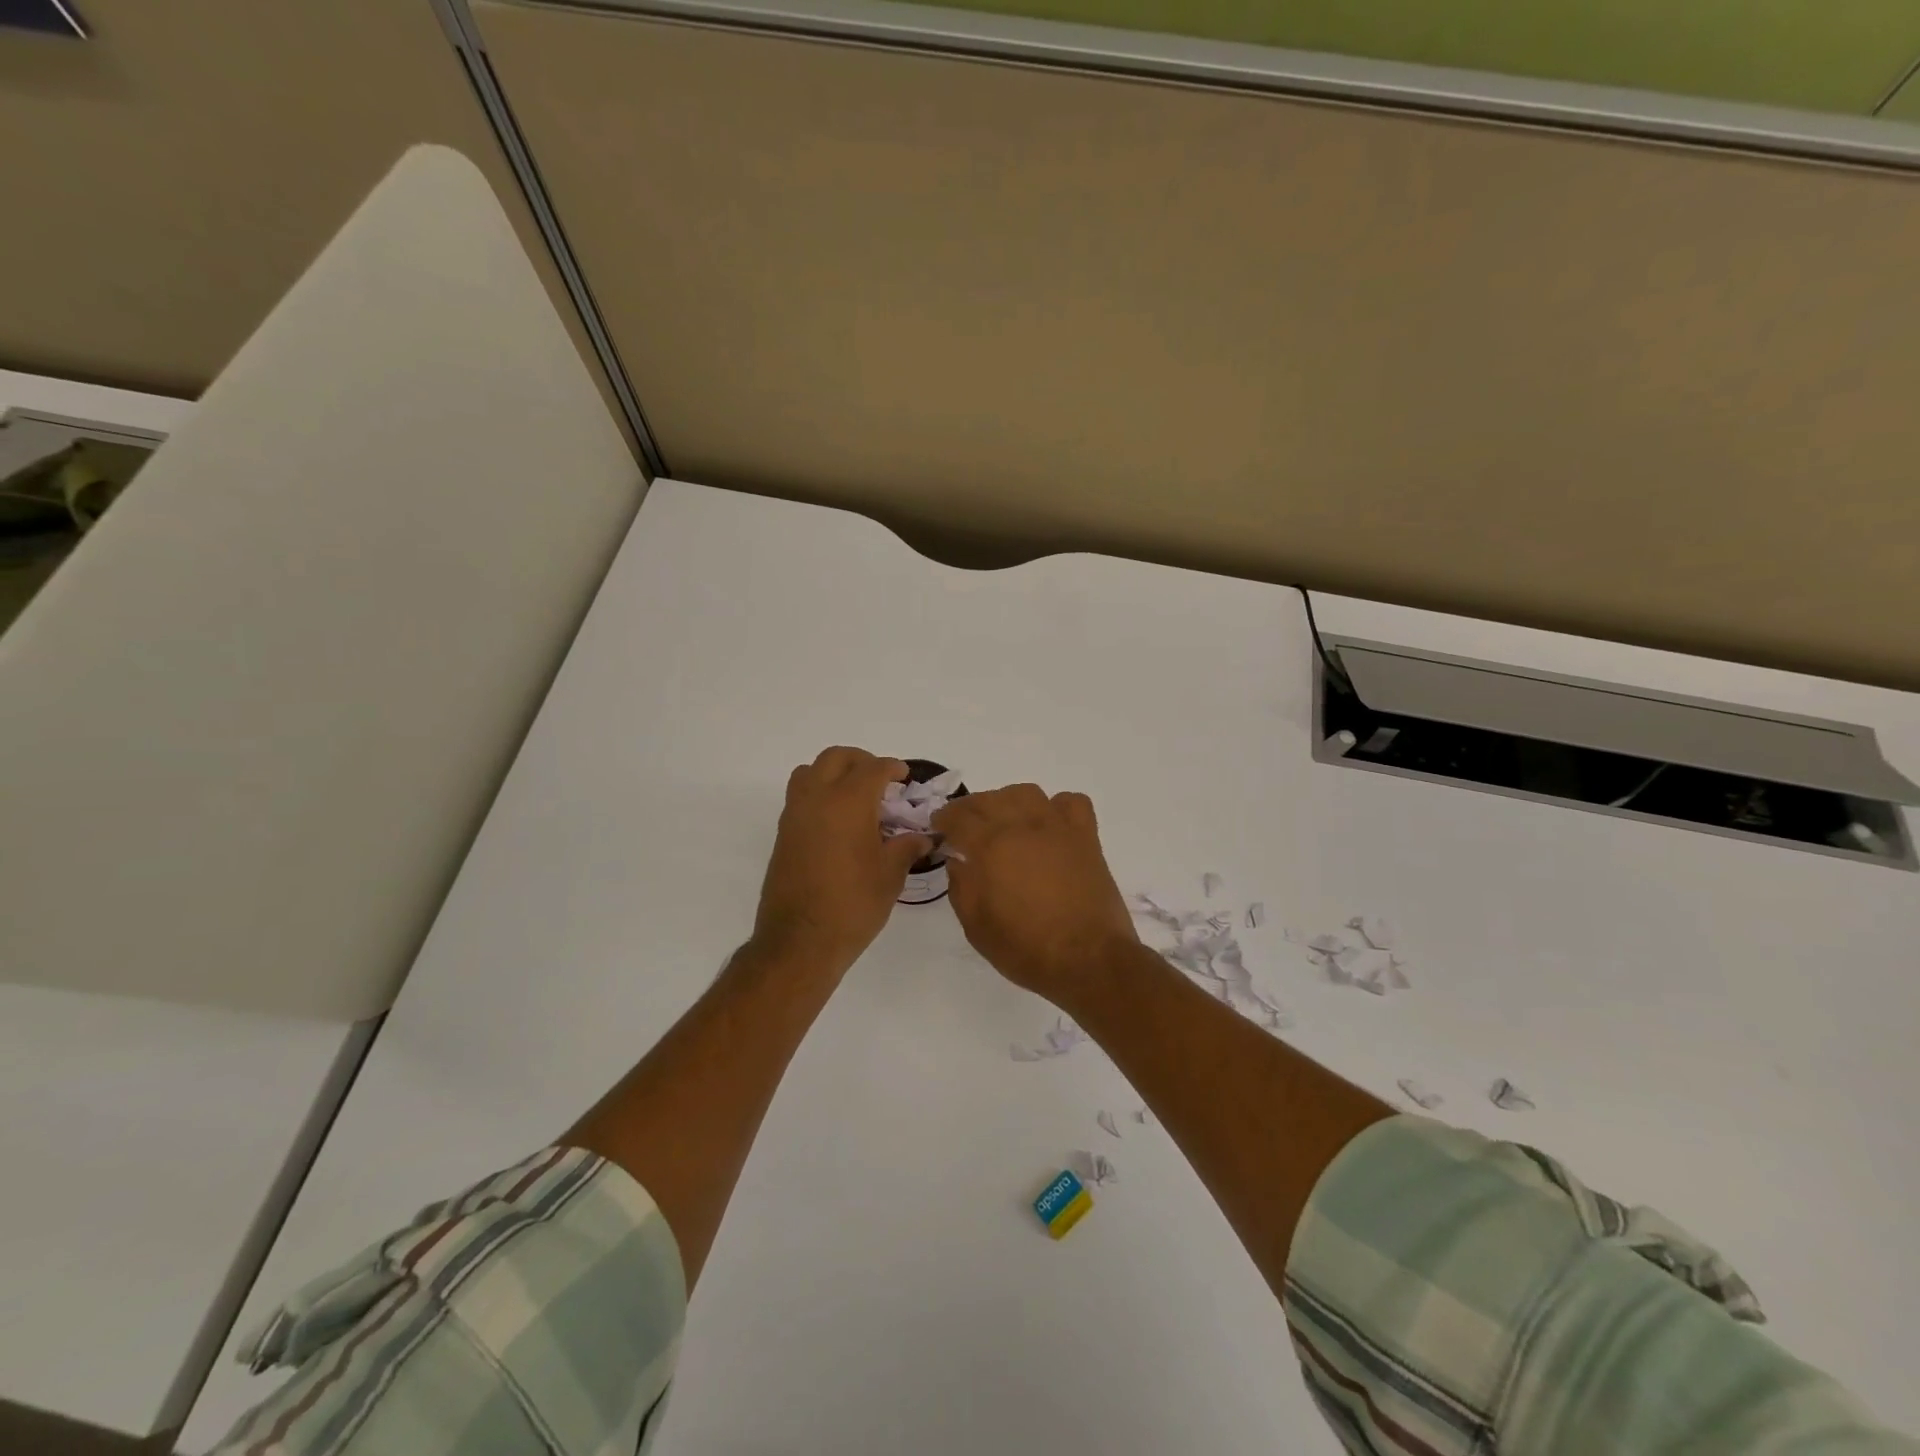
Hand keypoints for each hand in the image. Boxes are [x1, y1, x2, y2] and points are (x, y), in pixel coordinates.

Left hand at [751, 747, 929, 976]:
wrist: (800, 940)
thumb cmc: (853, 904)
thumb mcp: (890, 875)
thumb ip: (906, 847)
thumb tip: (923, 838)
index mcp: (848, 801)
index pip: (873, 768)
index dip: (892, 768)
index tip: (904, 777)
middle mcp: (817, 798)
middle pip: (836, 758)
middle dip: (861, 761)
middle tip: (880, 780)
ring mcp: (795, 814)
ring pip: (810, 771)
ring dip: (833, 773)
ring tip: (854, 796)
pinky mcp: (783, 834)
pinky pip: (800, 796)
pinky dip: (818, 794)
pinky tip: (837, 822)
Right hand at [933, 784, 1140, 998]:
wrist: (1089, 960)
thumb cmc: (1027, 949)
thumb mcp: (976, 928)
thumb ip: (961, 888)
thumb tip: (958, 862)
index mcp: (990, 847)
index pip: (958, 817)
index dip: (944, 819)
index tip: (938, 827)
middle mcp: (1022, 826)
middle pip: (989, 799)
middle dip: (970, 808)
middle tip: (964, 825)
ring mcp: (1057, 828)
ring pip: (1026, 793)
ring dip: (1007, 800)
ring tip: (1003, 819)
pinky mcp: (1086, 837)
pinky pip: (1071, 803)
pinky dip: (1056, 806)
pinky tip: (1049, 824)